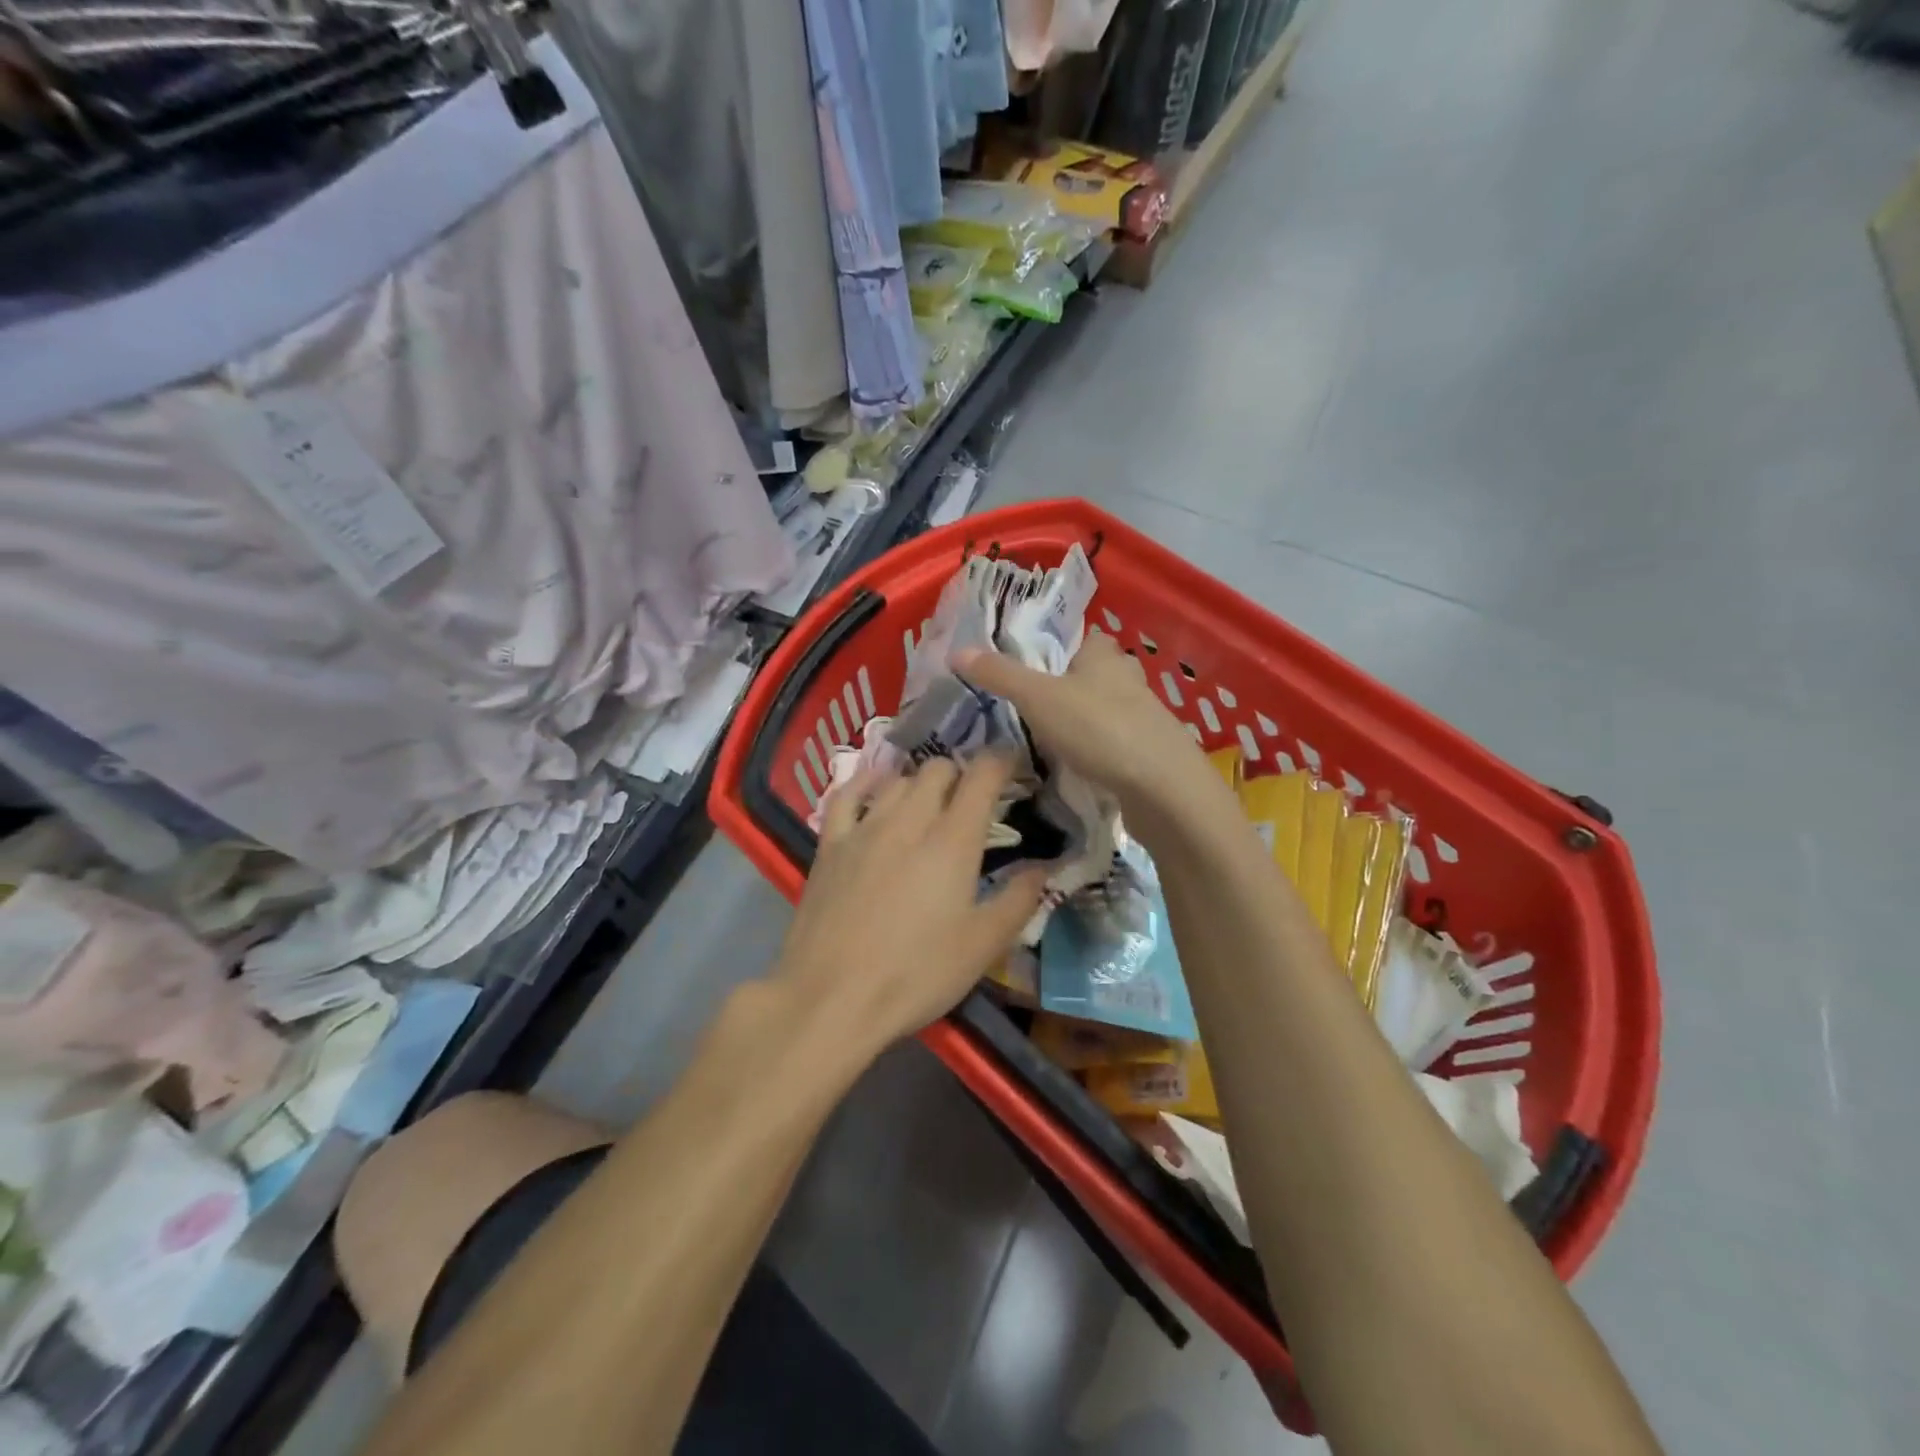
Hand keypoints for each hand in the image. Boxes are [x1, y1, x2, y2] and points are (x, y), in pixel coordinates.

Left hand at [774, 754, 1047, 1057]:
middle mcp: (909, 820)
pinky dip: (867, 782)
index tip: (1013, 764)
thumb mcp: (983, 945)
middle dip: (961, 774)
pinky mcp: (830, 844)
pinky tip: (875, 786)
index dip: (1001, 761)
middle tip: (973, 798)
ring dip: (920, 781)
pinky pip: (847, 794)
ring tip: (930, 801)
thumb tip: (1045, 867)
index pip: (982, 776)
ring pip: (898, 779)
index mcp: (953, 840)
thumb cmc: (917, 974)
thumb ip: (1019, 899)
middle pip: (938, 769)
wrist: (831, 997)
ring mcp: (864, 828)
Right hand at [955, 632, 1212, 817]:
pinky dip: (1098, 749)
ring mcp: (1145, 717)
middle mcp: (1129, 679)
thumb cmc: (1099, 729)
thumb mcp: (1038, 698)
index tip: (1032, 664)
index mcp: (1105, 656)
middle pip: (1095, 674)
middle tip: (1033, 705)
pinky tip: (1079, 765)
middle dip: (1070, 685)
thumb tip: (957, 650)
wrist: (1162, 788)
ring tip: (1049, 738)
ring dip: (1085, 719)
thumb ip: (1000, 675)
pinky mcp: (1150, 752)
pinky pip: (1117, 742)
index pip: (1083, 637)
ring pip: (1107, 709)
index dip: (1059, 646)